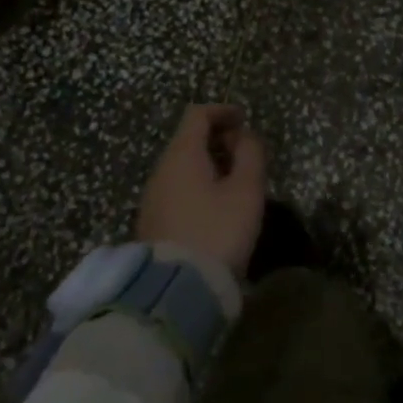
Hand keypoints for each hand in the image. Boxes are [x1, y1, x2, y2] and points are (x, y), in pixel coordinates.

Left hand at [137, 104, 267, 276]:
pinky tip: (216, 207)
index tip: (244, 120)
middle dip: (217, 139)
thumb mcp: (246, 191)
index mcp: (182, 154)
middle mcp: (161, 170)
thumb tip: (245, 137)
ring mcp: (152, 198)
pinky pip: (176, 189)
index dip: (222, 111)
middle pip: (188, 140)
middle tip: (245, 154)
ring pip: (182, 167)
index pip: (198, 115)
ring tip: (235, 182)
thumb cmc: (217, 232)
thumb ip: (250, 154)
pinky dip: (197, 185)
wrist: (176, 291)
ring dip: (208, 164)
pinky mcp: (151, 224)